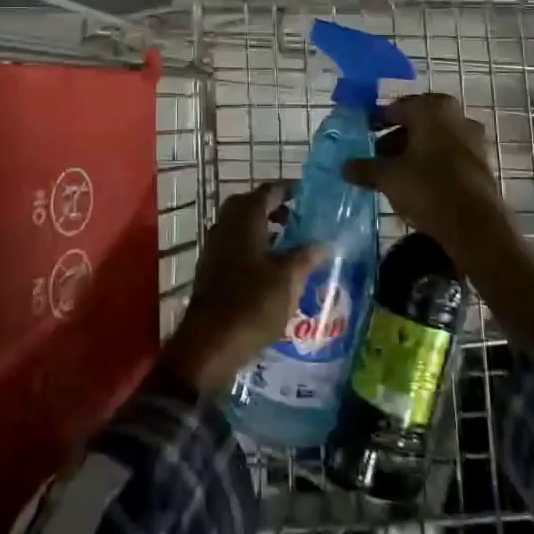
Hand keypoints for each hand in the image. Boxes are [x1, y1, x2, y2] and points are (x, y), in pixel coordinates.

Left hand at [158, 183, 325, 398]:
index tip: (309, 195)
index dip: (289, 190)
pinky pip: (234, 245)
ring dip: (262, 228)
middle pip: (251, 205)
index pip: (269, 191)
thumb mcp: (289, 278)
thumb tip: (323, 243)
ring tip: (288, 243)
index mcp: (245, 217)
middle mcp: (226, 224)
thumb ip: (306, 256)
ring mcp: (214, 246)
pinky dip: (252, 246)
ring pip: (240, 225)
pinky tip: (269, 267)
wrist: (210, 343)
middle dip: (274, 208)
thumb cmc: (253, 302)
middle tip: (298, 218)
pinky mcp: (210, 268)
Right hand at [342, 93, 506, 251]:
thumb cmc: (428, 188)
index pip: (396, 108)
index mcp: (432, 108)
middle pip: (417, 123)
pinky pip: (448, 155)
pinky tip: (416, 183)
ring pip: (433, 139)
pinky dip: (431, 164)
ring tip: (392, 173)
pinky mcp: (481, 162)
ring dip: (413, 152)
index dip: (376, 122)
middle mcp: (456, 116)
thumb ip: (365, 168)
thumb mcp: (389, 177)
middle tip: (375, 156)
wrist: (475, 226)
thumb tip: (345, 167)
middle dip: (394, 138)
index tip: (362, 135)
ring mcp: (472, 139)